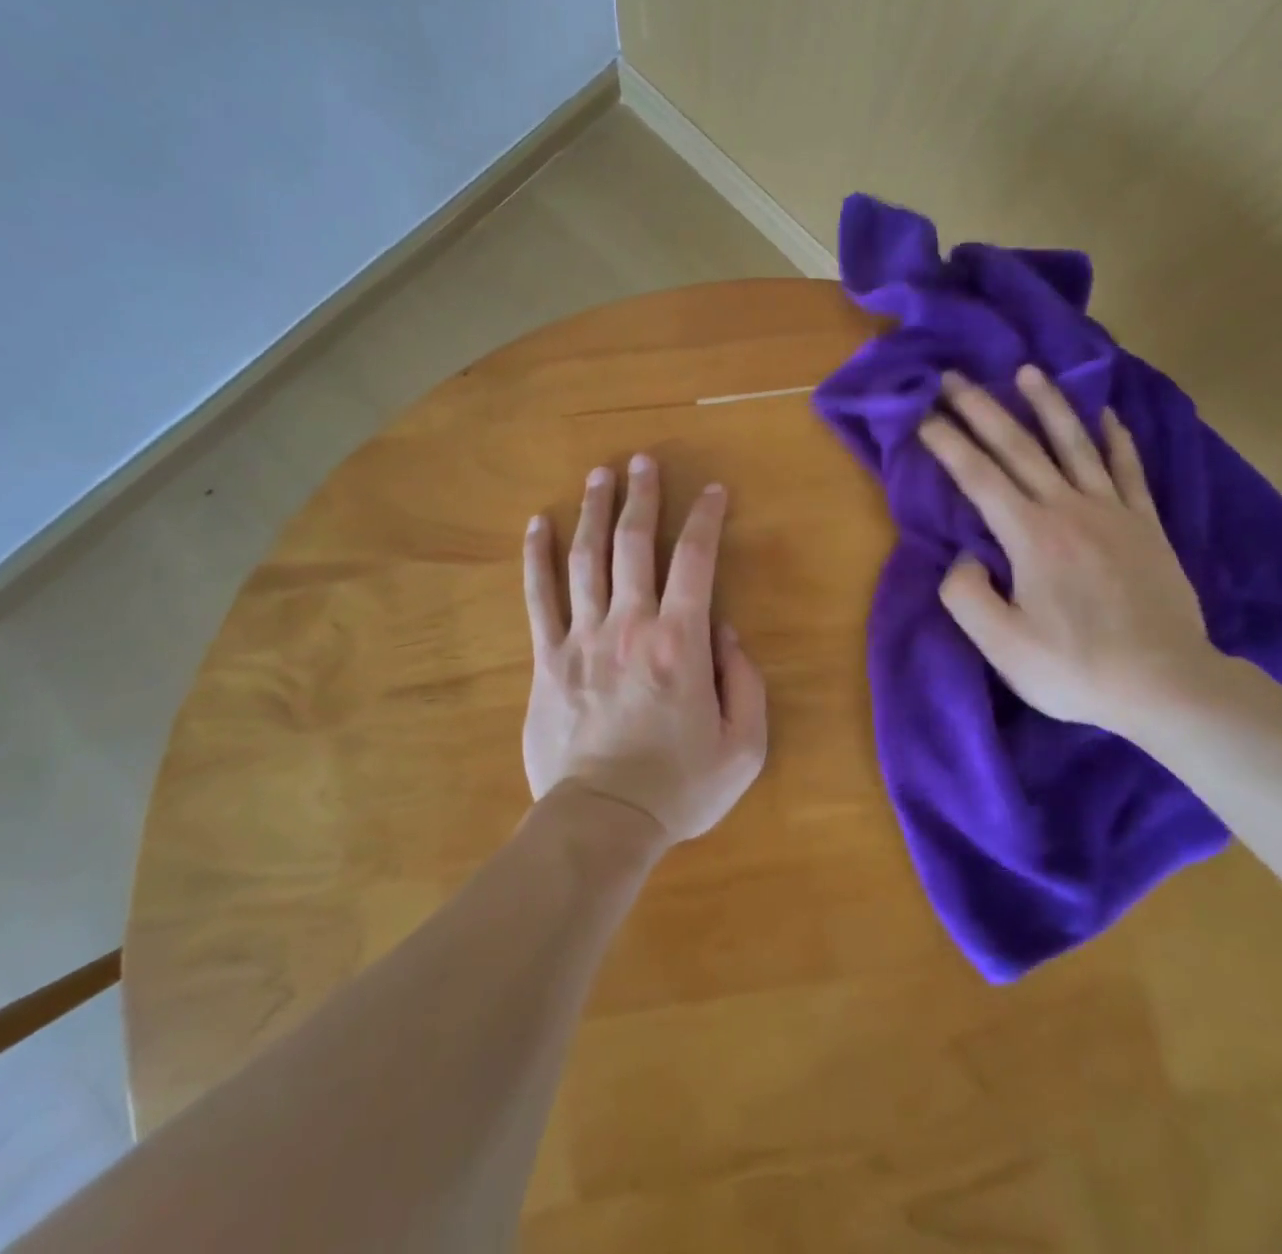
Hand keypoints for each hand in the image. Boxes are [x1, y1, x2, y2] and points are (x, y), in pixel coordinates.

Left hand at [521, 456, 768, 845]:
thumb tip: (724, 630)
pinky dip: (537, 557)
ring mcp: (583, 638)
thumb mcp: (744, 745)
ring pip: (586, 558)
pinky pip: (539, 597)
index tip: (712, 490)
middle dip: (642, 496)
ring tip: (599, 474)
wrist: (603, 820)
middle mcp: (631, 625)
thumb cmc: (680, 787)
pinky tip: (536, 525)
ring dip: (594, 511)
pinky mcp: (548, 659)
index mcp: (681, 643)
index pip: (696, 560)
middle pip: (634, 544)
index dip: (705, 518)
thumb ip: (745, 680)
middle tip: (643, 460)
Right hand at [917, 367, 1218, 732]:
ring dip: (1048, 404)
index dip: (947, 442)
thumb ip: (965, 594)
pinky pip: (1128, 469)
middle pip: (1019, 447)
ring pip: (1075, 444)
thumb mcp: (1001, 645)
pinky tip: (1106, 414)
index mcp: (1030, 535)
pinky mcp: (1146, 525)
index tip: (921, 414)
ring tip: (1028, 370)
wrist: (1167, 685)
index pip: (978, 476)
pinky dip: (1116, 437)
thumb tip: (965, 557)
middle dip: (982, 409)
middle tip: (954, 377)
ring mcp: (1113, 512)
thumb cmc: (1075, 668)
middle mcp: (1069, 509)